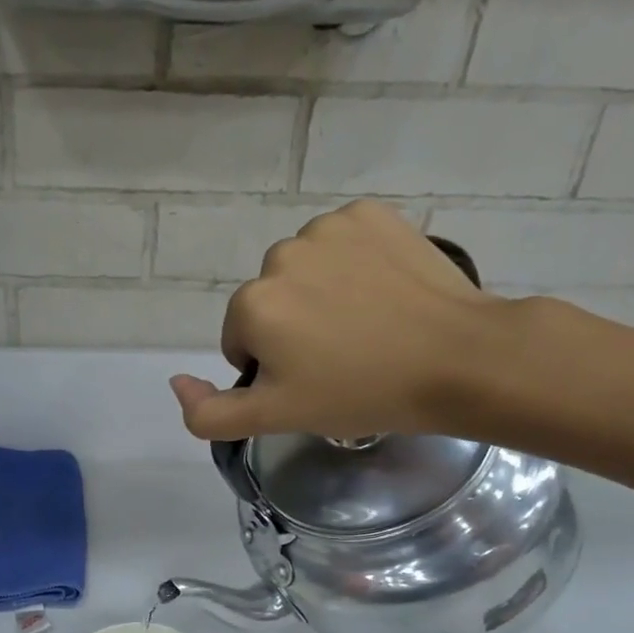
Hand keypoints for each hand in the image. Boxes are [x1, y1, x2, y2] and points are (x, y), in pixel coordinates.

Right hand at [168, 200, 515, 442]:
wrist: (458, 359)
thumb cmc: (361, 394)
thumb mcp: (275, 419)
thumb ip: (208, 413)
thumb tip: (175, 382)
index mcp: (252, 304)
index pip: (241, 340)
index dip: (273, 367)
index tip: (313, 381)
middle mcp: (279, 255)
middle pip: (270, 301)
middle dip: (293, 327)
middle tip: (342, 357)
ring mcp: (327, 228)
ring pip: (304, 269)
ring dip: (321, 293)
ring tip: (366, 324)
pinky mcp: (370, 213)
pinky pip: (342, 242)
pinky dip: (352, 262)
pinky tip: (382, 291)